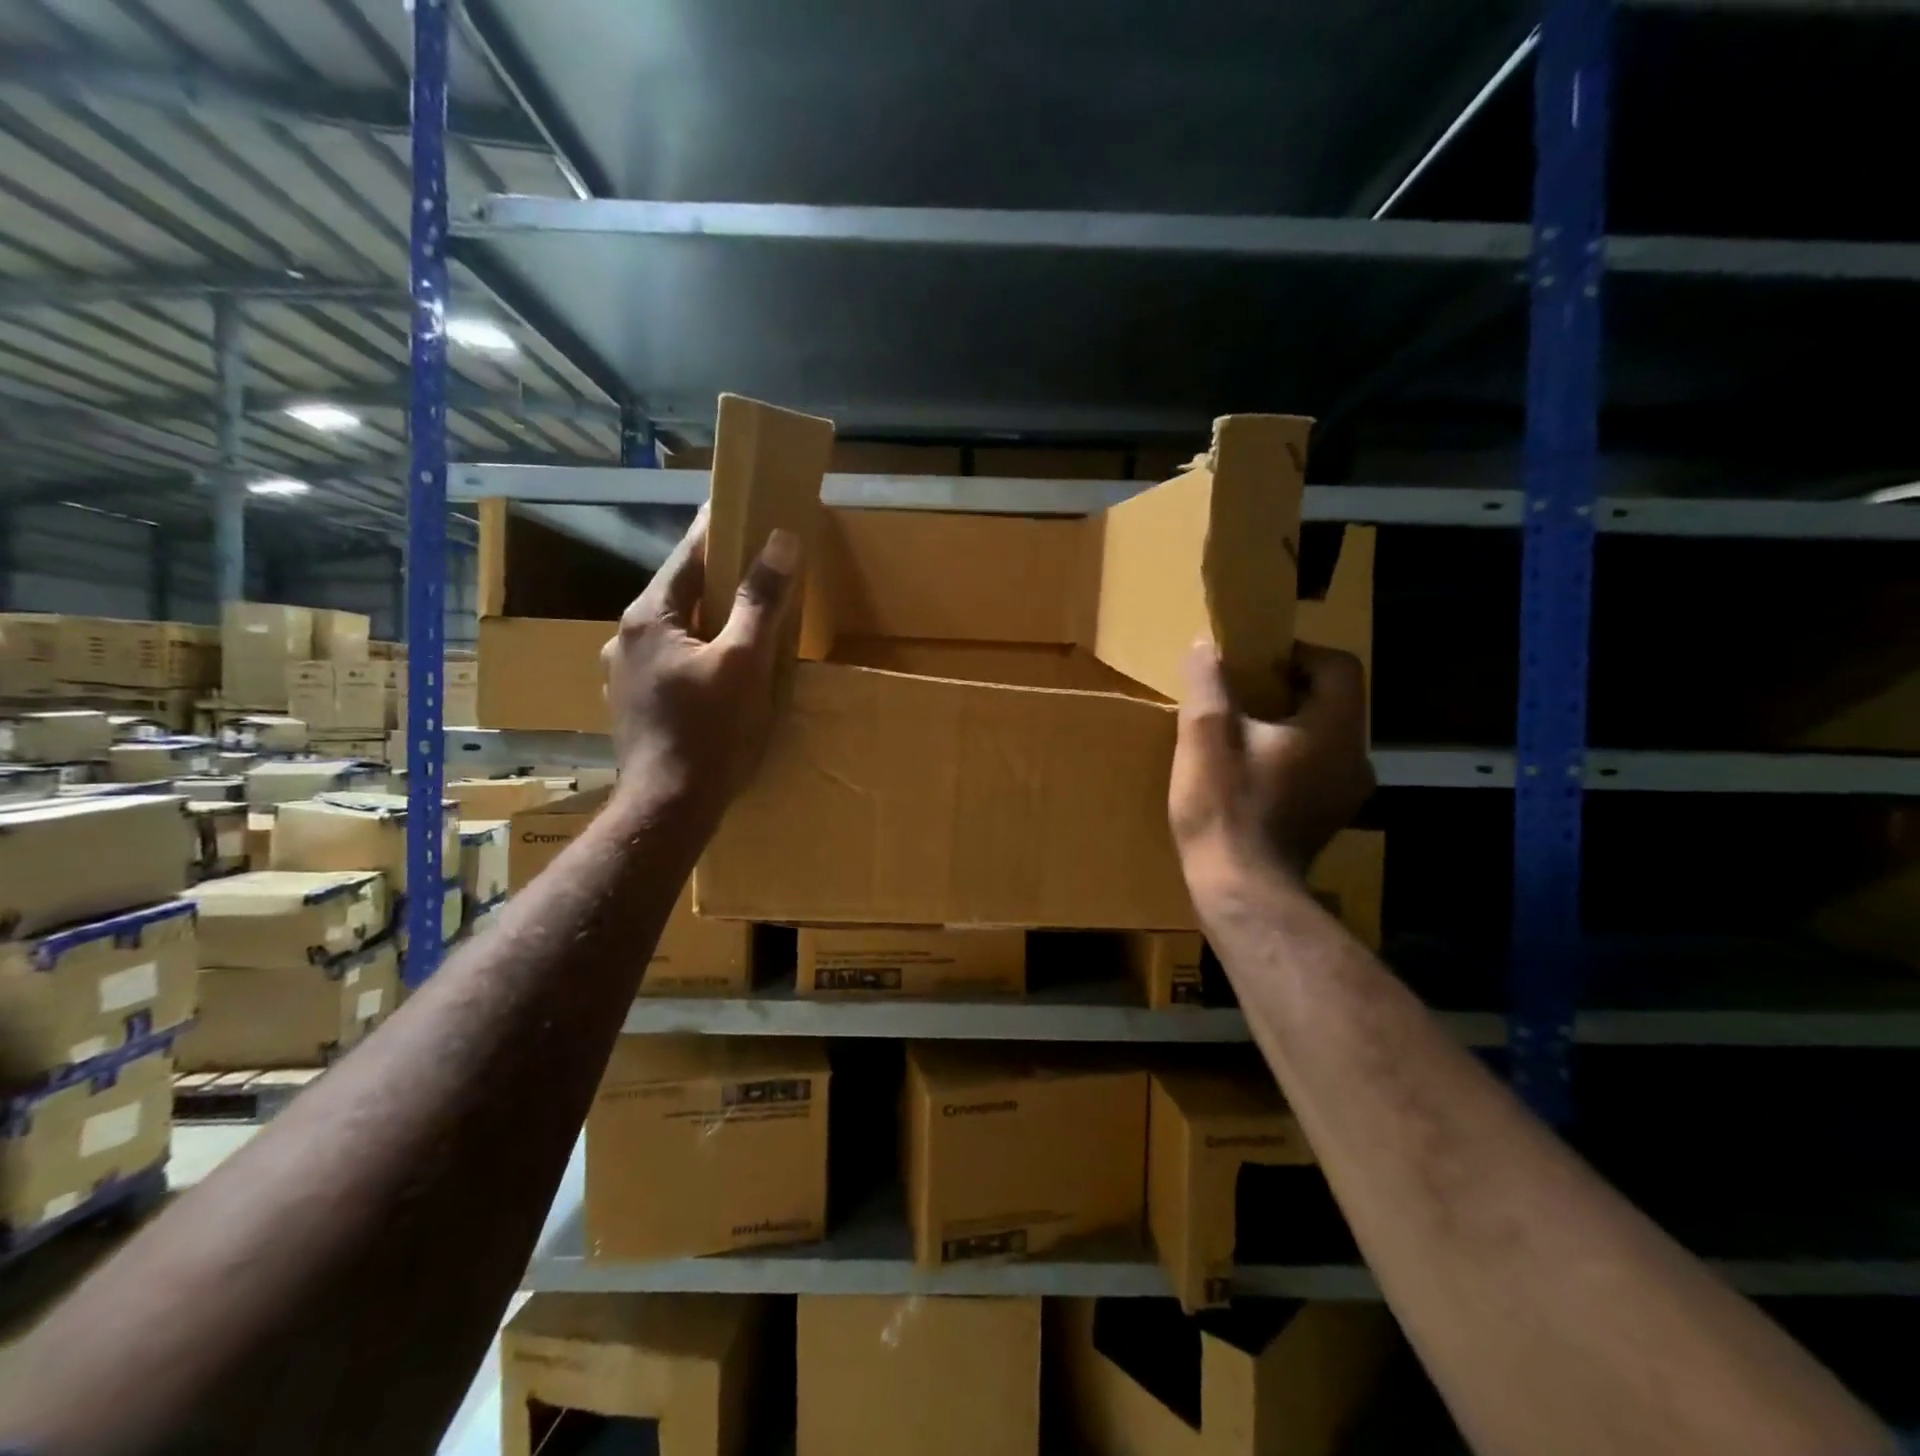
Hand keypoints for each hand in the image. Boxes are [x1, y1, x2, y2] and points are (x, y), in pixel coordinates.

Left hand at [600, 505, 800, 818]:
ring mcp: (624, 673)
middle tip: (757, 567)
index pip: (687, 556)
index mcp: (649, 617)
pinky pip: (669, 660)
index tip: (742, 506)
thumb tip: (780, 541)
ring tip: (743, 621)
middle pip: (679, 593)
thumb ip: (762, 601)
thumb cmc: (710, 731)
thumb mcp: (745, 661)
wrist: (668, 807)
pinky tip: (717, 671)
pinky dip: (695, 651)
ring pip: (674, 629)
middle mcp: (626, 637)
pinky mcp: (633, 704)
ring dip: (706, 618)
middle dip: (717, 577)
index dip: (717, 530)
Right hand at [1169, 640, 1373, 882]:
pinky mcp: (1328, 818)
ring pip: (1322, 737)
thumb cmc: (1225, 808)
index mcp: (1335, 730)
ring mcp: (1346, 793)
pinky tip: (1248, 773)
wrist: (1240, 890)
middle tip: (1238, 693)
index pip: (1339, 666)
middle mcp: (1355, 758)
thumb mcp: (1205, 735)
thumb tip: (1206, 645)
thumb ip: (1209, 682)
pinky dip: (1288, 757)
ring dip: (1285, 725)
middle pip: (1331, 701)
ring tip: (1238, 732)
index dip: (1299, 652)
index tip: (1255, 661)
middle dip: (1286, 688)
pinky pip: (1315, 768)